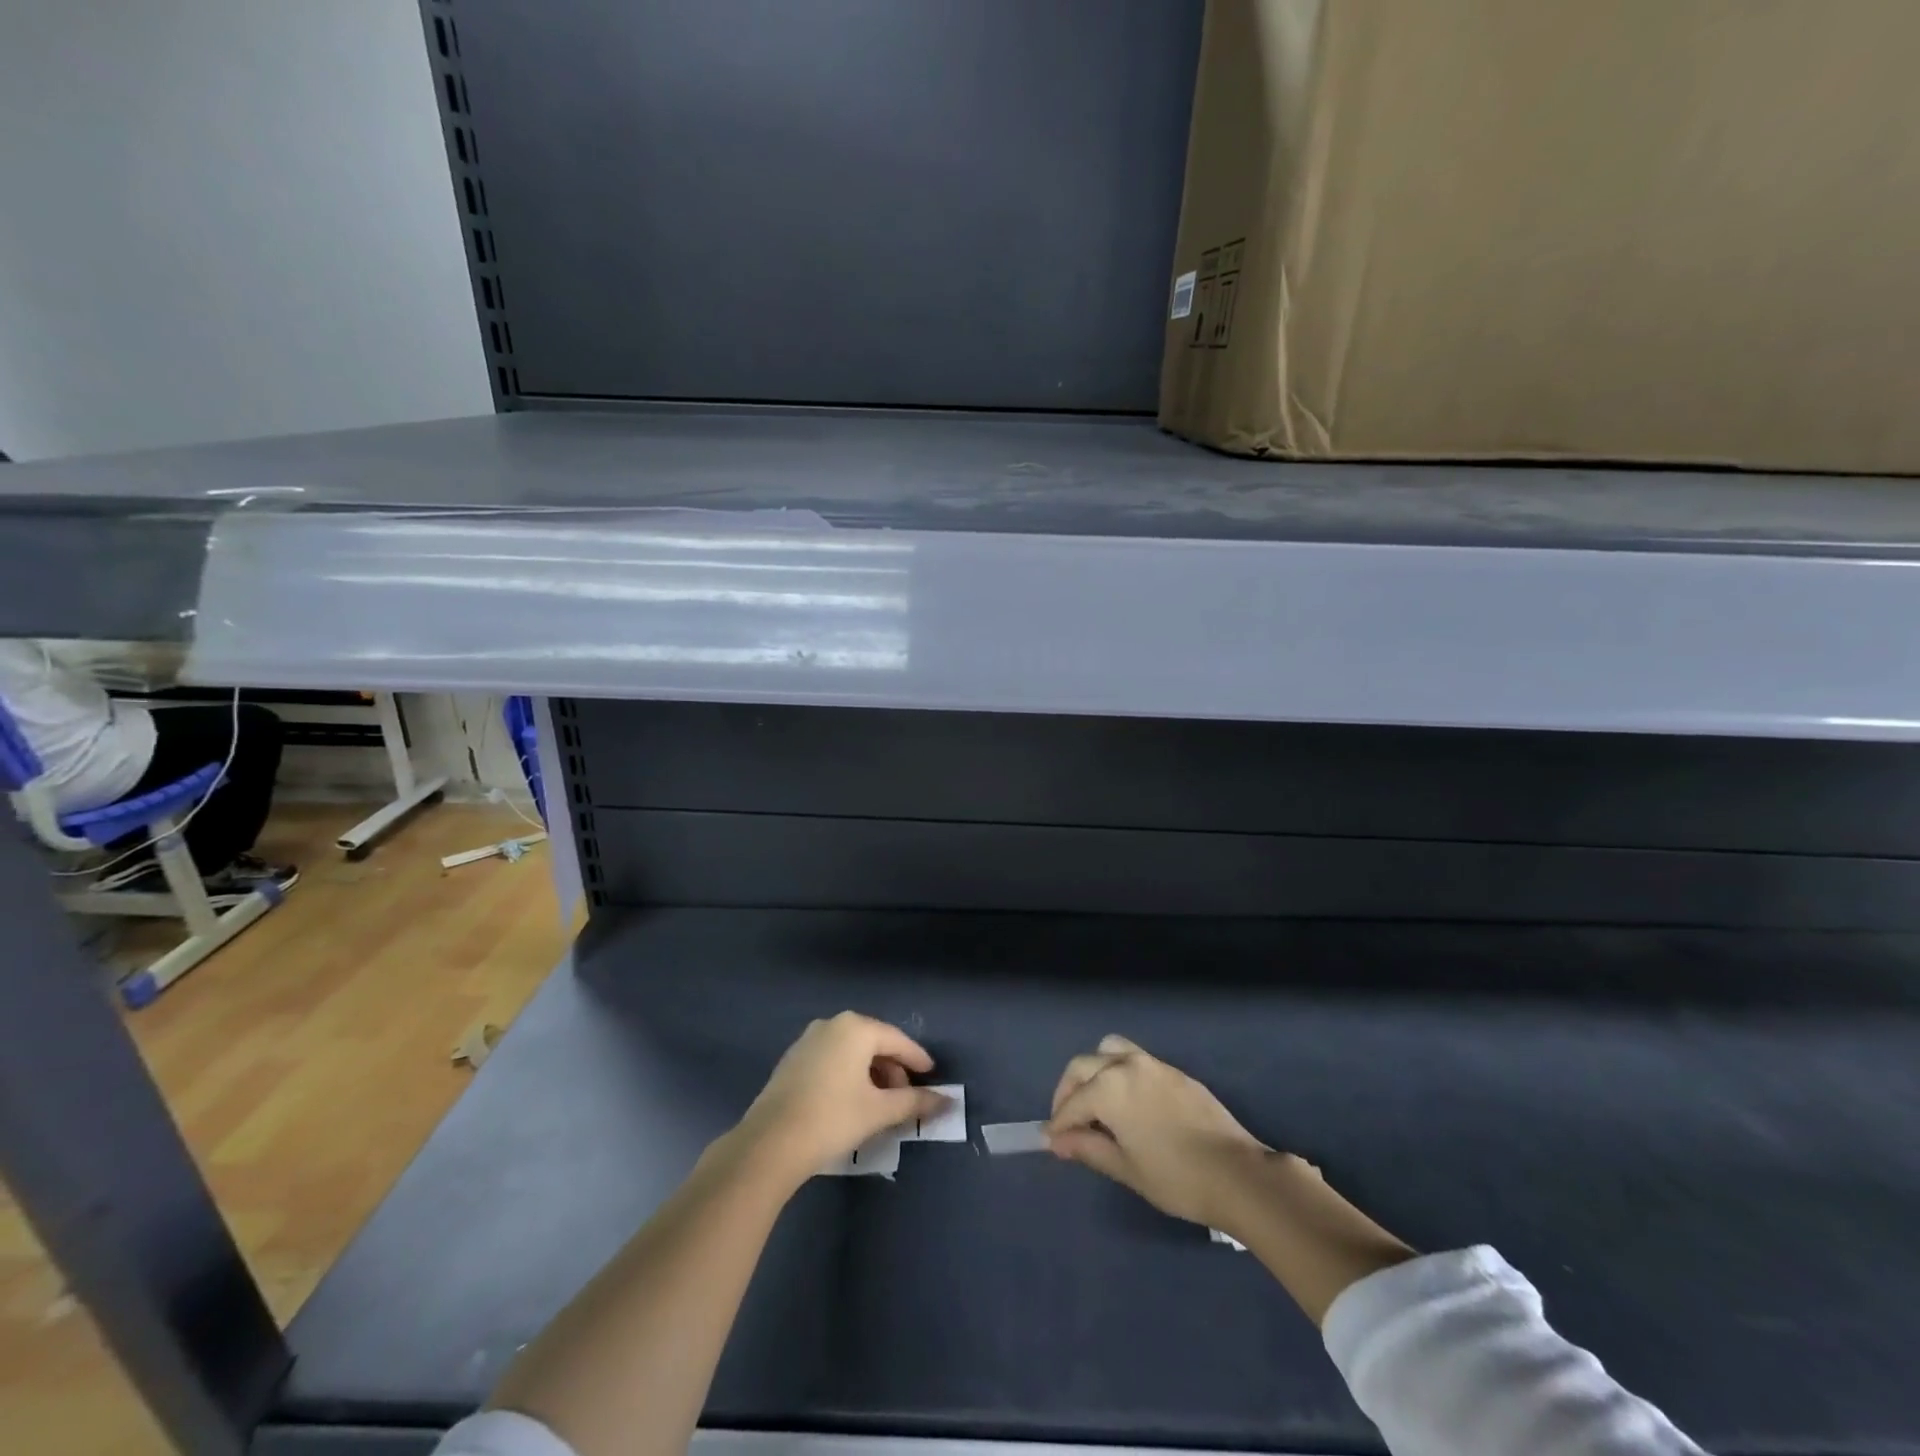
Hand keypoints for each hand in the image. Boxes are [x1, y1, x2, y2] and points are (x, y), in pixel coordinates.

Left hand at [737, 1012, 948, 1187]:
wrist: (769, 1143)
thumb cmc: (832, 1119)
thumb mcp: (879, 1111)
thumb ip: (915, 1102)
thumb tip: (948, 1101)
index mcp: (856, 1028)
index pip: (897, 1040)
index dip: (917, 1059)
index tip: (932, 1075)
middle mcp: (832, 1024)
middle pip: (874, 1043)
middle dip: (893, 1069)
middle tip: (905, 1096)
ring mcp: (808, 1040)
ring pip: (851, 1052)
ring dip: (871, 1073)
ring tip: (880, 1103)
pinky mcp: (792, 1060)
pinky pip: (832, 1059)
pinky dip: (848, 1074)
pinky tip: (852, 1101)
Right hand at [1046, 1035, 1274, 1226]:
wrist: (1237, 1173)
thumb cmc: (1175, 1177)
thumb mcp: (1125, 1168)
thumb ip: (1088, 1148)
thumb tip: (1058, 1141)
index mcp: (1109, 1088)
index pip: (1072, 1104)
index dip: (1058, 1124)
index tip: (1052, 1142)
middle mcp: (1126, 1065)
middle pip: (1083, 1066)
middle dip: (1068, 1092)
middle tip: (1067, 1122)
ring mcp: (1153, 1064)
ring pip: (1109, 1051)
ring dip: (1093, 1071)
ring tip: (1094, 1102)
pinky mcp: (1173, 1071)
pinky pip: (1134, 1059)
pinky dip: (1118, 1072)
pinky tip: (1126, 1102)